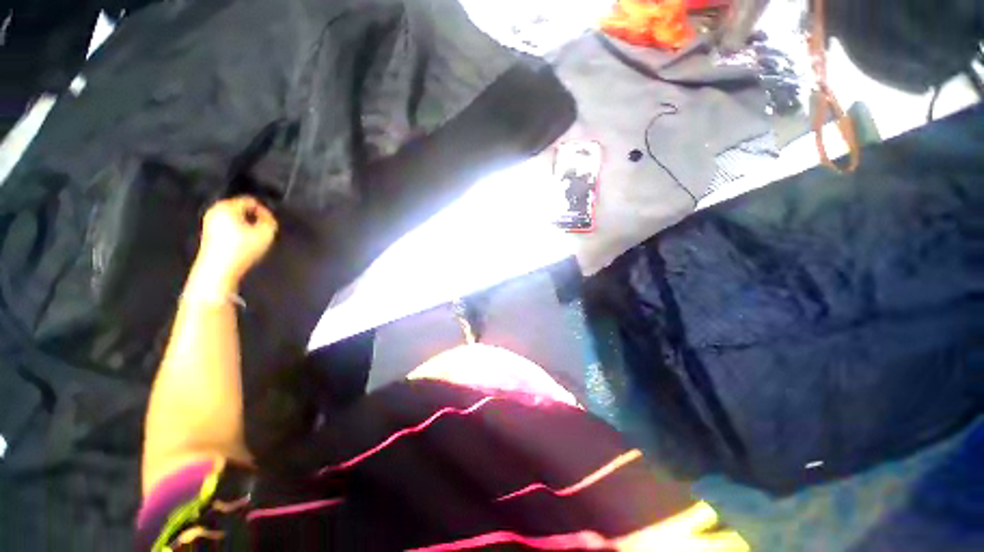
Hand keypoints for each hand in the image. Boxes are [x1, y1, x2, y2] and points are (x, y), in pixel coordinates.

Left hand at [193, 197, 277, 290]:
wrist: (219, 269)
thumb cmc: (241, 249)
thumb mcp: (266, 232)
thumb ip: (270, 220)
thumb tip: (266, 215)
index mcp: (227, 206)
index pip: (251, 200)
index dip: (264, 210)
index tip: (270, 222)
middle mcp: (215, 210)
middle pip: (241, 209)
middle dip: (253, 218)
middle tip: (262, 230)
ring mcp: (209, 222)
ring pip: (234, 219)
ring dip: (246, 226)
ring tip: (253, 239)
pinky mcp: (208, 234)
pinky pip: (228, 228)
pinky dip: (237, 233)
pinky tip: (242, 245)